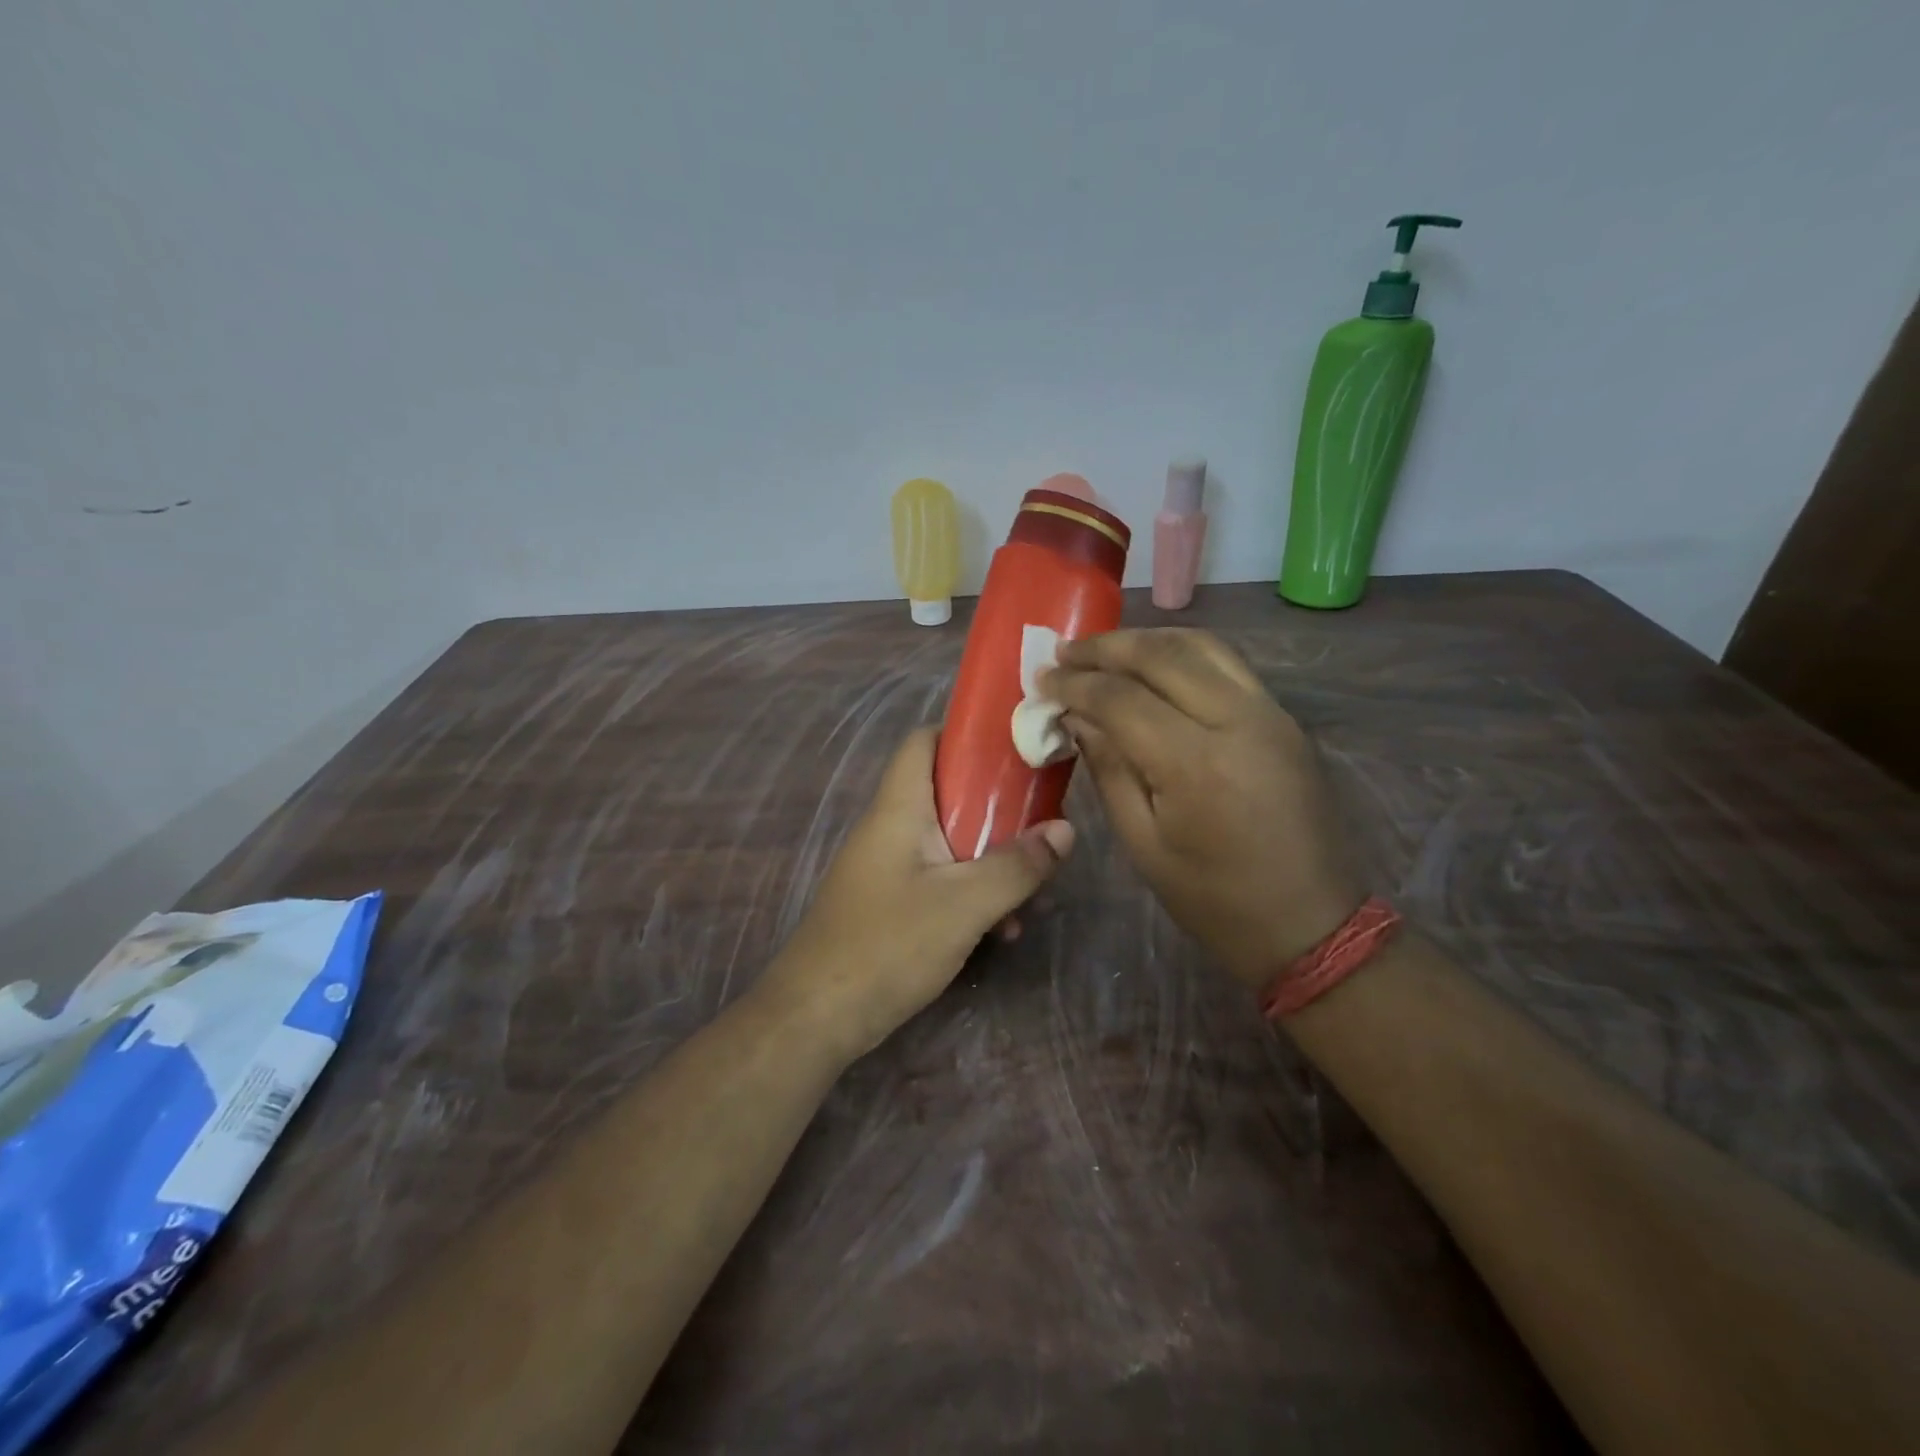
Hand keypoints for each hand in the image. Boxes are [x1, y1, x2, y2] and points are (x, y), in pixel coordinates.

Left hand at [764, 727, 1073, 1060]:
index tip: (1016, 748)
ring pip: (949, 843)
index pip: (924, 741)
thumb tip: (1065, 829)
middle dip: (998, 810)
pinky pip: (939, 880)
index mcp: (899, 809)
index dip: (967, 735)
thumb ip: (1016, 866)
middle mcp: (890, 829)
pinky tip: (1001, 930)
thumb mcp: (964, 905)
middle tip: (1041, 826)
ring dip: (991, 862)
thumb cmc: (887, 945)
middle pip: (947, 794)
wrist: (816, 1018)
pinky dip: (971, 893)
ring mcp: (887, 869)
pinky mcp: (890, 904)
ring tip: (1031, 894)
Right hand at [1045, 629, 1359, 989]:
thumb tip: (1077, 718)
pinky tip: (1153, 664)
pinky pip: (1227, 663)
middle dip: (1105, 648)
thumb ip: (1109, 770)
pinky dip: (1182, 652)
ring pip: (1200, 646)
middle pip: (1161, 655)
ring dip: (1145, 640)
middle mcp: (1237, 721)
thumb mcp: (1144, 844)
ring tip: (1103, 650)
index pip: (1121, 698)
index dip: (1075, 684)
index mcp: (1196, 764)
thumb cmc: (1215, 899)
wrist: (1312, 923)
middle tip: (1064, 653)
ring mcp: (1269, 713)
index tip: (1042, 680)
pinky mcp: (1284, 717)